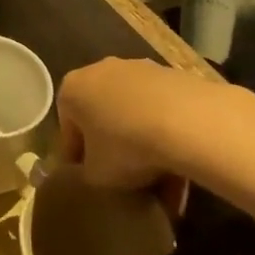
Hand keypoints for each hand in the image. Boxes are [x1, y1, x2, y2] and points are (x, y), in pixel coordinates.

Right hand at [59, 57, 254, 207]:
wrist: (187, 121)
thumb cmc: (126, 145)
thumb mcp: (97, 176)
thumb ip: (88, 174)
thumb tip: (96, 173)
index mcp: (72, 89)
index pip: (68, 127)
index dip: (77, 157)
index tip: (91, 180)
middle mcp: (100, 70)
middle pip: (103, 116)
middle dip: (114, 148)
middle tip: (127, 179)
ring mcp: (138, 70)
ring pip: (135, 115)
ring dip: (144, 146)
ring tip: (163, 185)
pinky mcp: (171, 76)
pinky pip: (162, 112)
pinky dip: (168, 137)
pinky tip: (183, 169)